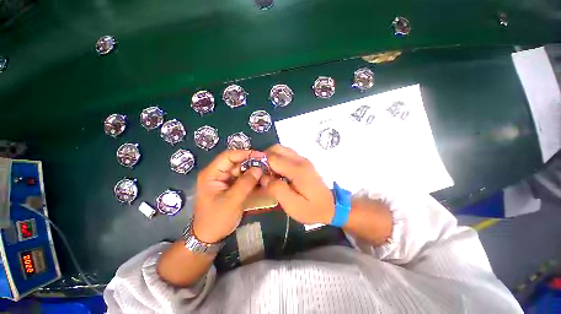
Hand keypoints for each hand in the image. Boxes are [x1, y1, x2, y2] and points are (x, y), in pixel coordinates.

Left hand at [193, 149, 264, 242]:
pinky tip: (262, 179)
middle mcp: (218, 173)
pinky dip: (252, 178)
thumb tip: (259, 168)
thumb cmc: (216, 219)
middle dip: (252, 162)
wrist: (210, 236)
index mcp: (212, 174)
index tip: (261, 155)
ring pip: (241, 169)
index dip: (245, 153)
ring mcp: (225, 180)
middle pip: (236, 162)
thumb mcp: (231, 201)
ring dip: (253, 170)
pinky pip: (243, 178)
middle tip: (267, 164)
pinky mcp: (231, 186)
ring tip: (267, 171)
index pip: (228, 156)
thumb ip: (245, 183)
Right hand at [261, 144, 333, 224]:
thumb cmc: (312, 209)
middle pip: (277, 148)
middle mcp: (300, 160)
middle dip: (265, 158)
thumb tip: (265, 178)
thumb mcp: (293, 206)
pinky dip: (278, 159)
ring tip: (269, 172)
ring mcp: (303, 159)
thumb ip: (277, 190)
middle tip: (261, 172)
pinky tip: (278, 172)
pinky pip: (286, 154)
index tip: (258, 175)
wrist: (331, 206)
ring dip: (271, 157)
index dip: (262, 164)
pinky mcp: (303, 162)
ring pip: (281, 149)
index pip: (273, 158)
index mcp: (298, 170)